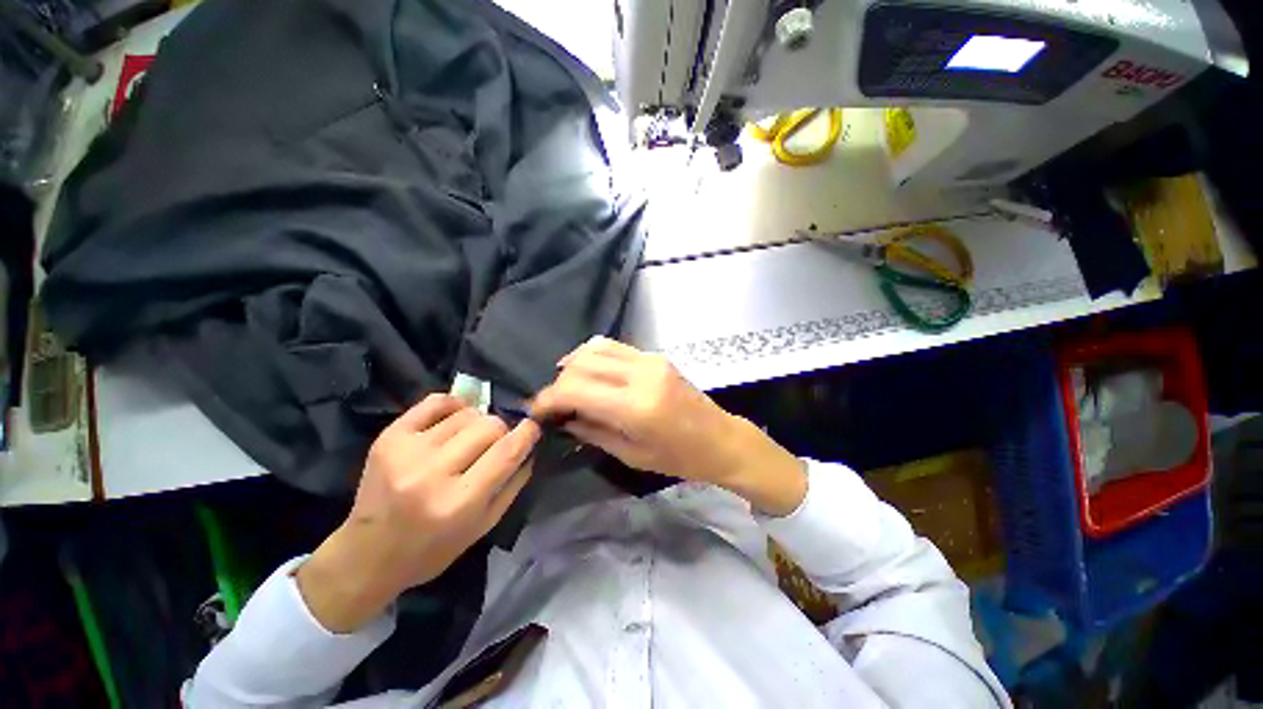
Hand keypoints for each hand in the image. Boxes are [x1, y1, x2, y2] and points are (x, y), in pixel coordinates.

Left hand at [297, 395, 539, 632]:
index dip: (527, 433)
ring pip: (468, 413)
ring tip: (468, 439)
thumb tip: (530, 446)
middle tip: (494, 445)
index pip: (507, 451)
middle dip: (501, 431)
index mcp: (459, 503)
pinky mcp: (389, 437)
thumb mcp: (484, 526)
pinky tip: (455, 419)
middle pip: (490, 426)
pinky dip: (454, 405)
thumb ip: (514, 484)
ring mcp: (407, 452)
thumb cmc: (432, 548)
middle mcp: (432, 473)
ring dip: (477, 423)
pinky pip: (436, 401)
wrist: (367, 555)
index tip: (533, 428)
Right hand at [530, 337, 805, 514]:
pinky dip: (593, 356)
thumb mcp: (630, 454)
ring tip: (566, 385)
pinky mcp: (655, 355)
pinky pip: (614, 347)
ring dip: (573, 365)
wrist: (719, 438)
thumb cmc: (678, 458)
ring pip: (595, 348)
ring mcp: (649, 359)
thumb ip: (592, 431)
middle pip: (582, 364)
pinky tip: (587, 371)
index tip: (536, 411)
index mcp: (635, 406)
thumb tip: (562, 417)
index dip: (549, 398)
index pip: (576, 389)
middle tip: (553, 403)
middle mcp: (641, 374)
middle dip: (558, 382)